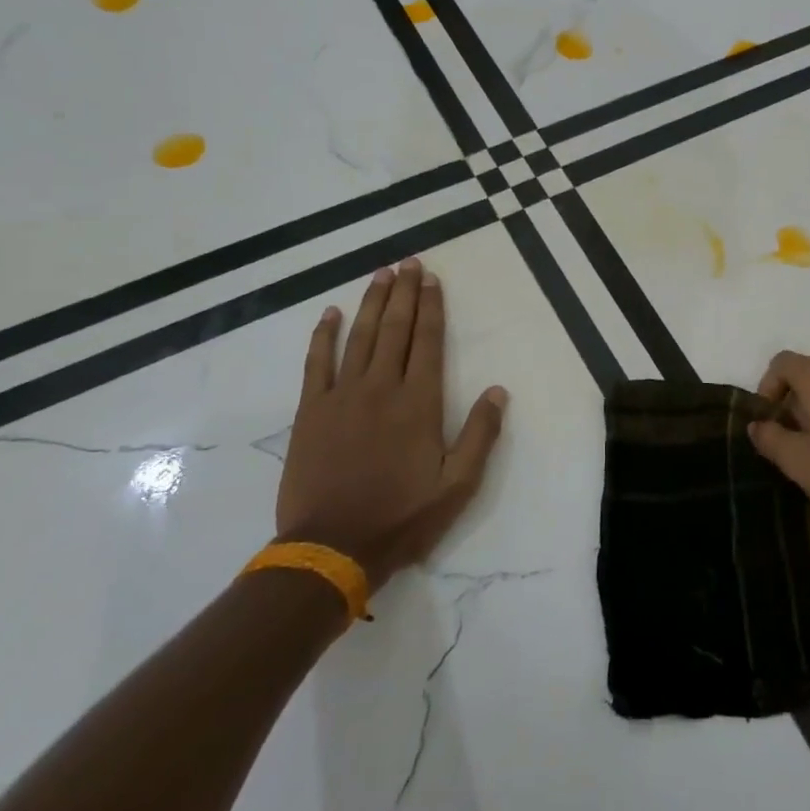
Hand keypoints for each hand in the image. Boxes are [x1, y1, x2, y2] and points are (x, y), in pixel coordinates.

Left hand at [277, 258, 507, 592]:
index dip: (431, 307)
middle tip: (408, 262)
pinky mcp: (310, 411)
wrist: (332, 548)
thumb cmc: (402, 517)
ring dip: (371, 303)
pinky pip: (316, 363)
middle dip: (404, 293)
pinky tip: (330, 313)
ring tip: (380, 274)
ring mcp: (342, 396)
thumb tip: (499, 391)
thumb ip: (480, 435)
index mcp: (418, 403)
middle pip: (395, 329)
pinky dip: (323, 335)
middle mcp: (381, 388)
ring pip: (359, 337)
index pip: (428, 342)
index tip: (431, 279)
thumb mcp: (457, 486)